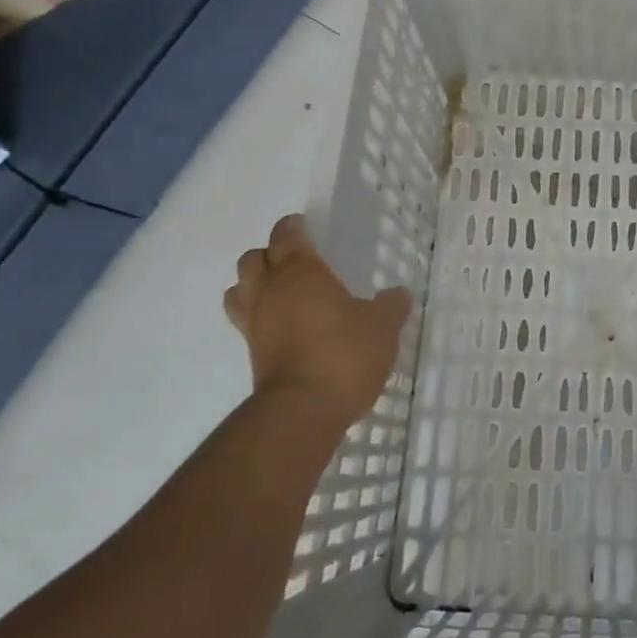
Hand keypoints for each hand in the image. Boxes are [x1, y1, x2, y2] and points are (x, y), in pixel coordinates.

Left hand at [224, 215, 411, 430]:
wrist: (302, 411)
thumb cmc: (344, 354)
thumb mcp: (382, 327)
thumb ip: (390, 306)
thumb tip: (398, 295)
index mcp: (301, 271)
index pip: (285, 235)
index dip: (293, 227)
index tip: (304, 226)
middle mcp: (270, 291)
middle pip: (252, 259)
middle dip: (269, 255)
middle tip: (294, 261)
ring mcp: (255, 324)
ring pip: (238, 290)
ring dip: (253, 286)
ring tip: (279, 293)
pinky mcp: (251, 355)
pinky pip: (246, 323)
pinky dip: (259, 318)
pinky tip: (283, 327)